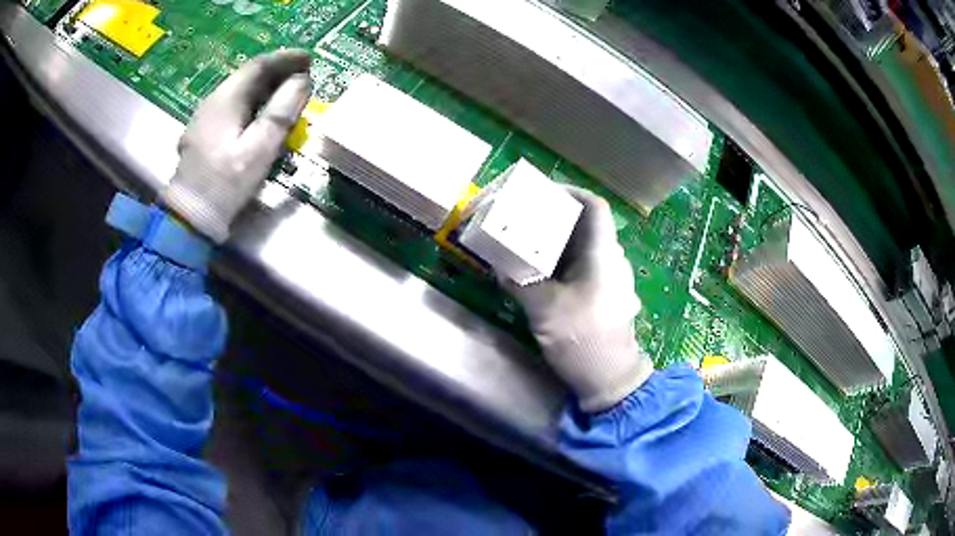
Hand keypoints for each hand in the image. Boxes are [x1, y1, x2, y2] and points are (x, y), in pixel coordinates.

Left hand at [162, 50, 312, 242]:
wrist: (189, 218)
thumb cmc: (226, 182)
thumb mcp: (260, 147)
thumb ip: (282, 111)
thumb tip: (302, 80)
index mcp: (226, 99)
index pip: (259, 66)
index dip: (286, 59)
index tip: (310, 60)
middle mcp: (212, 101)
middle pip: (247, 77)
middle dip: (277, 72)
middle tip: (302, 76)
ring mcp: (204, 119)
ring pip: (238, 92)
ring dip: (264, 88)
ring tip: (286, 93)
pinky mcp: (202, 135)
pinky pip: (231, 108)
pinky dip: (251, 104)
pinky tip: (260, 114)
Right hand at [509, 186, 652, 411]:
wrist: (609, 379)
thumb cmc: (582, 338)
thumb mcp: (545, 309)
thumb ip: (520, 283)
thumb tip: (499, 267)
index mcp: (603, 254)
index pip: (595, 207)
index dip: (571, 193)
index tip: (543, 193)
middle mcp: (611, 261)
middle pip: (585, 226)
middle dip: (555, 218)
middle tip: (524, 218)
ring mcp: (610, 280)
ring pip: (582, 248)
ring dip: (556, 242)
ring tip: (526, 242)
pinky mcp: (604, 297)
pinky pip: (582, 268)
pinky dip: (561, 264)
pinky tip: (539, 273)